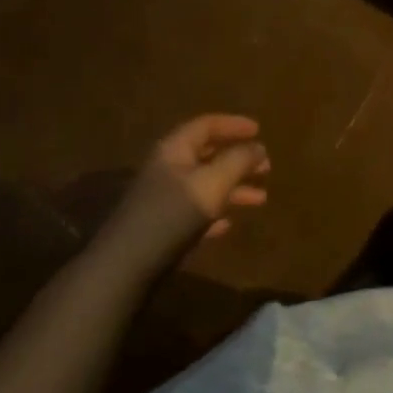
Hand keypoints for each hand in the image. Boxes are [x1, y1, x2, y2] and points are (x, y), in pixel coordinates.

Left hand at [98, 115, 270, 271]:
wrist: (126, 266)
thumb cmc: (172, 214)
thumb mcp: (212, 183)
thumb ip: (238, 161)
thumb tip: (258, 147)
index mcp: (175, 149)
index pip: (207, 125)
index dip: (234, 125)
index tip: (259, 130)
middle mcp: (168, 169)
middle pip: (208, 155)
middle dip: (238, 160)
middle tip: (266, 167)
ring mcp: (163, 199)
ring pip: (205, 185)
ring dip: (233, 189)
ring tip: (260, 199)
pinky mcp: (162, 228)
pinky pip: (195, 212)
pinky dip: (215, 213)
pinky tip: (229, 225)